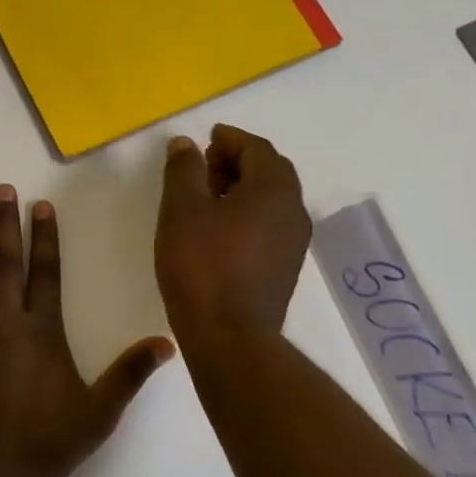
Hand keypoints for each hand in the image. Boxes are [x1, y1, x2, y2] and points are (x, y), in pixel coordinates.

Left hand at [0, 187, 174, 476]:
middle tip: (0, 189)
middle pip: (7, 262)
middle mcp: (6, 320)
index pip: (46, 272)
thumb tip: (167, 342)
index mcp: (42, 331)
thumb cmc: (42, 443)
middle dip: (5, 223)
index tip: (40, 206)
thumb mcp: (97, 414)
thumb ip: (128, 375)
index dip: (44, 237)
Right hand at [155, 124, 310, 344]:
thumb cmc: (202, 266)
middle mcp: (293, 211)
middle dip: (238, 161)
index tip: (206, 139)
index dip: (230, 139)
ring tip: (206, 197)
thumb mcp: (182, 209)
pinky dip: (247, 213)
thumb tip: (186, 143)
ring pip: (271, 200)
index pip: (257, 148)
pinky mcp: (284, 269)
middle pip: (270, 171)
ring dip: (242, 188)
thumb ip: (184, 170)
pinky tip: (218, 230)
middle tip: (204, 166)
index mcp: (274, 189)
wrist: (230, 337)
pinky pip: (269, 225)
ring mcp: (293, 243)